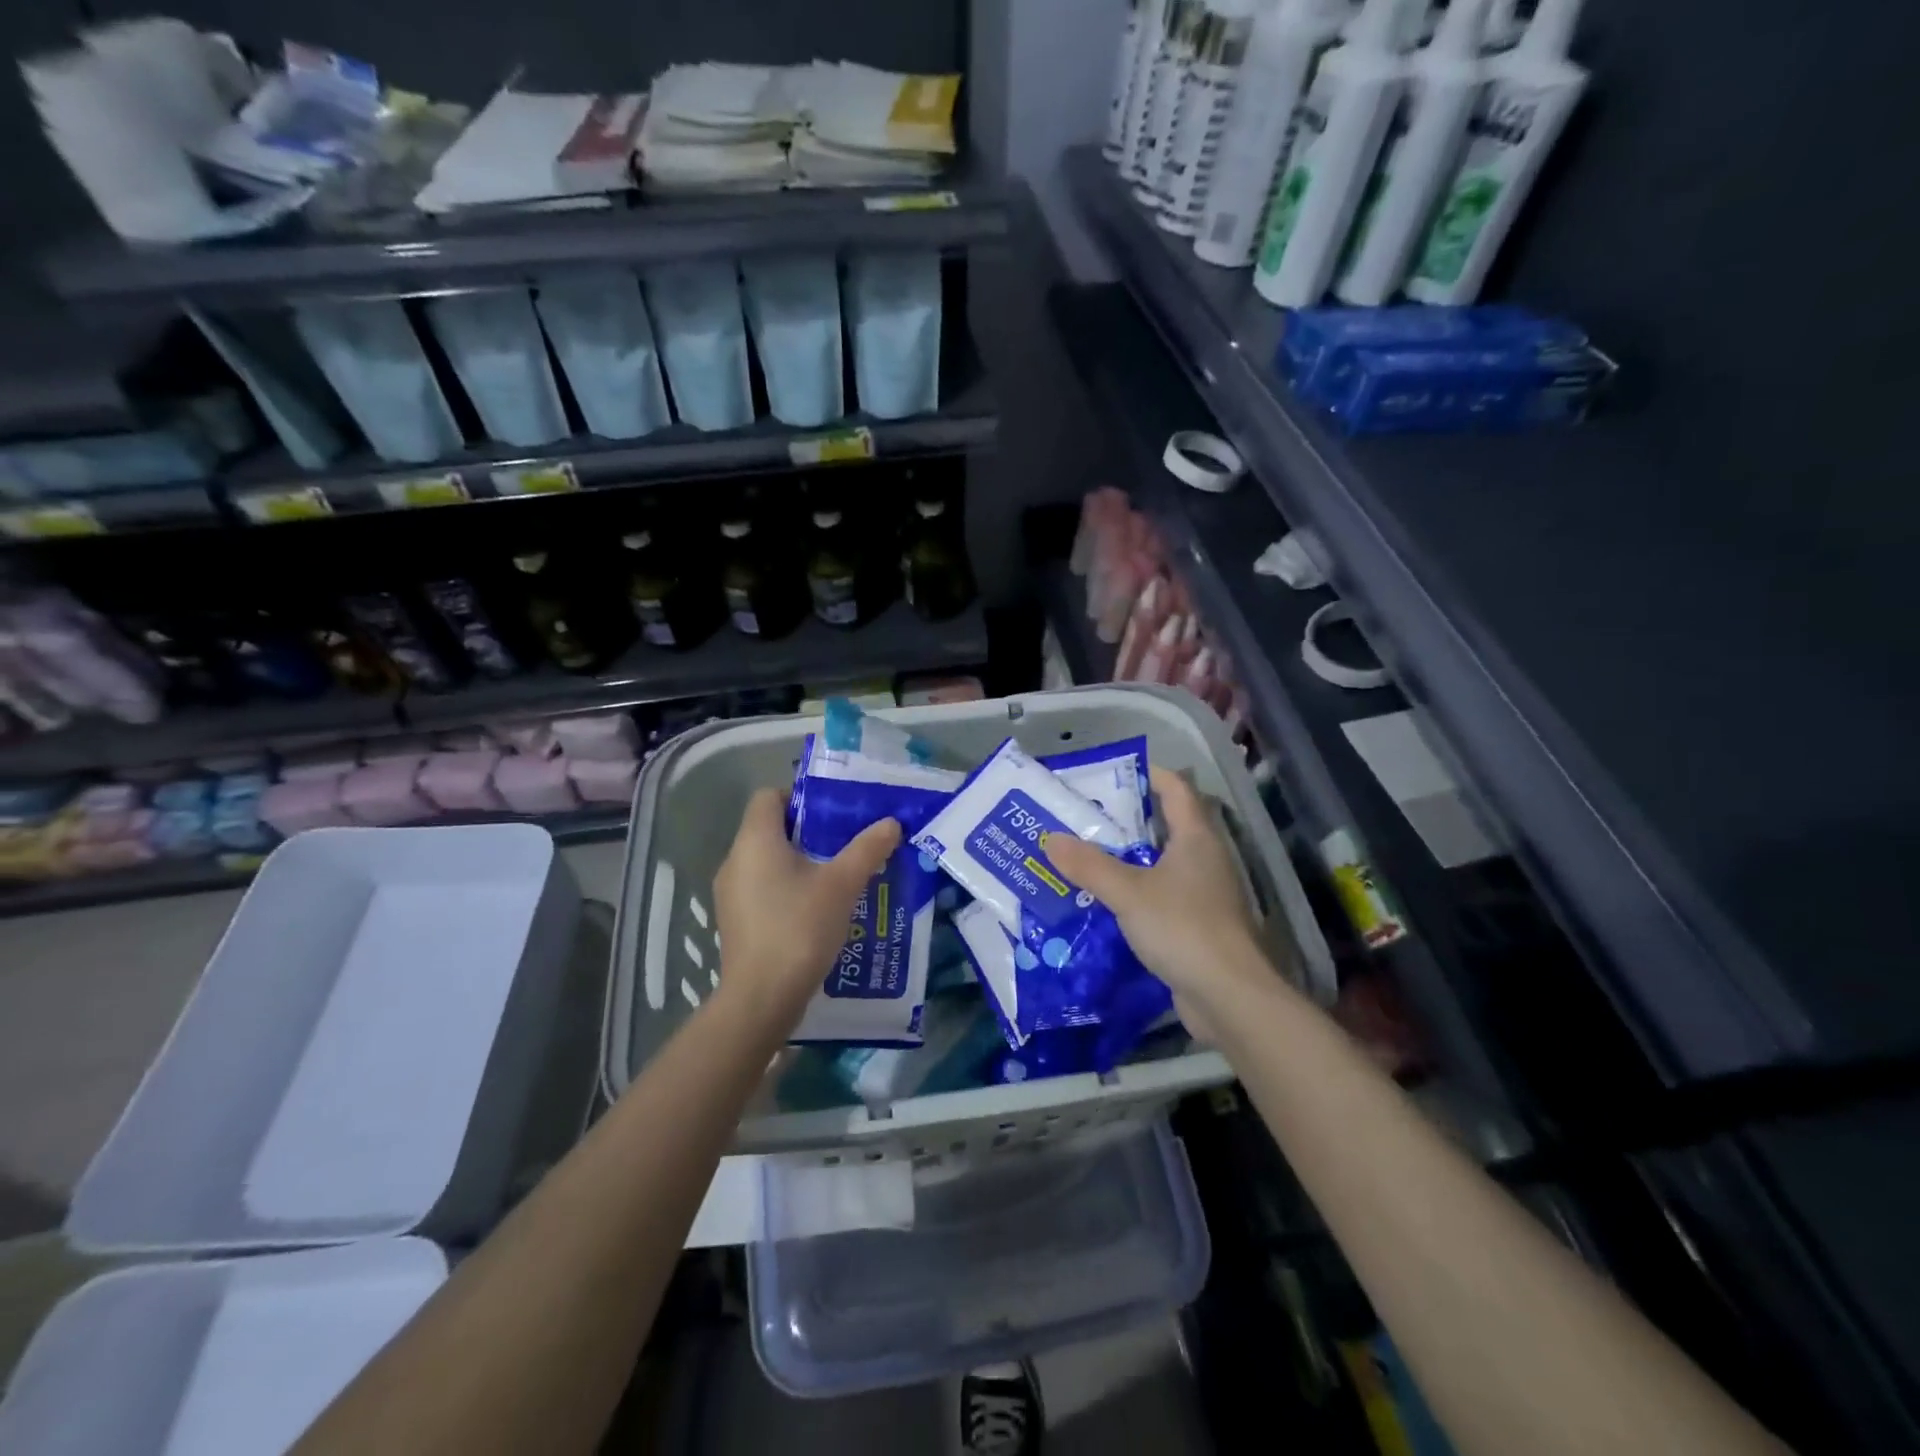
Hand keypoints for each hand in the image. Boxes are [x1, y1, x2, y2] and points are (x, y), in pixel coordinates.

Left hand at [711, 788, 900, 1038]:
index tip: (834, 812)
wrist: (762, 998)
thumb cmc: (799, 928)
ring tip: (839, 875)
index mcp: (755, 840)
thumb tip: (891, 823)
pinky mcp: (736, 921)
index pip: (769, 796)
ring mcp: (731, 894)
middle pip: (771, 828)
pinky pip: (764, 889)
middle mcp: (735, 860)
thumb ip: (867, 849)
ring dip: (802, 862)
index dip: (801, 796)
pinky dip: (789, 888)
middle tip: (847, 841)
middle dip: (810, 831)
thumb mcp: (842, 885)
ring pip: (768, 861)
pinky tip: (819, 909)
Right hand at [1043, 767, 1273, 1038]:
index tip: (1111, 773)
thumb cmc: (1183, 928)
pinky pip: (1161, 896)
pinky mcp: (1197, 925)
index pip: (1176, 789)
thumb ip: (1089, 865)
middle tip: (1084, 816)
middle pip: (1167, 825)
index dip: (1149, 774)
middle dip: (1127, 819)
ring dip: (1128, 858)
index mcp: (1196, 838)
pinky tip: (1105, 901)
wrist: (1228, 996)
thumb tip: (1051, 838)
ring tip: (1086, 855)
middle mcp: (1205, 859)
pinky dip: (1136, 892)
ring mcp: (1204, 894)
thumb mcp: (1128, 893)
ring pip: (1162, 864)